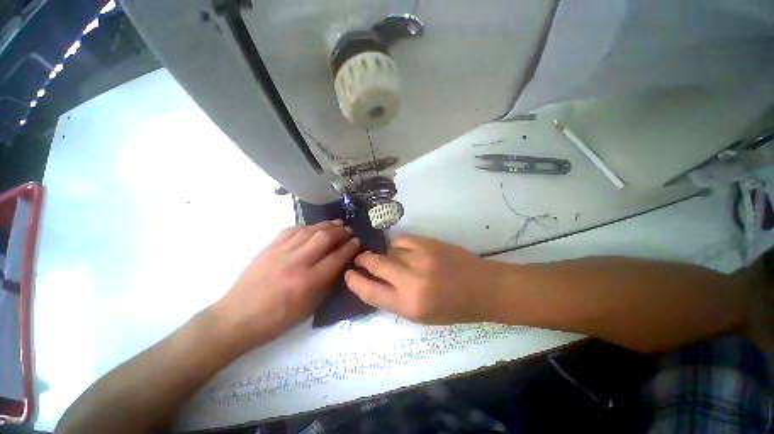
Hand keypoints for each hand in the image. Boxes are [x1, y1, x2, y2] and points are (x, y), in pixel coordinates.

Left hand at [212, 220, 359, 348]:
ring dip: (326, 225)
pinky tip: (313, 228)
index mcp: (308, 282)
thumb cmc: (277, 320)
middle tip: (348, 230)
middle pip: (324, 238)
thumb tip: (340, 265)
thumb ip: (327, 284)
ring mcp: (281, 252)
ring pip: (309, 230)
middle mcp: (296, 263)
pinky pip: (291, 230)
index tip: (357, 241)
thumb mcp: (309, 308)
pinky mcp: (269, 247)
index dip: (350, 247)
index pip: (336, 258)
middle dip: (340, 232)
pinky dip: (306, 227)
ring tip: (336, 224)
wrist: (237, 318)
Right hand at [344, 235, 500, 323]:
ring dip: (386, 254)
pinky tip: (402, 248)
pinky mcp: (428, 243)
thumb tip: (375, 281)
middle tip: (360, 258)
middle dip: (363, 260)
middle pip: (375, 264)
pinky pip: (402, 240)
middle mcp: (411, 281)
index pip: (370, 292)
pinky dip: (398, 244)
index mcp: (409, 306)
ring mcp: (420, 258)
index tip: (348, 275)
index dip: (355, 282)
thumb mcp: (420, 315)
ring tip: (391, 258)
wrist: (482, 288)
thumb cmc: (452, 308)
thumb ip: (394, 299)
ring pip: (389, 250)